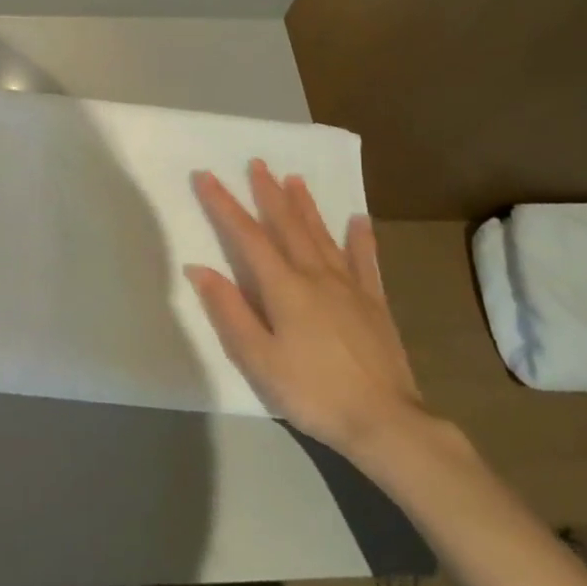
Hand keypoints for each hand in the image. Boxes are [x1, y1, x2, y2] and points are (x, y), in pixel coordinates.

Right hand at [186, 160, 430, 461]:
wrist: (386, 422)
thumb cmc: (312, 392)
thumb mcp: (258, 359)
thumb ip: (229, 311)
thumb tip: (200, 268)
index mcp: (284, 287)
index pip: (247, 236)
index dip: (224, 205)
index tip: (206, 176)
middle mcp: (316, 275)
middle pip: (287, 225)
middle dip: (268, 193)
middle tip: (257, 163)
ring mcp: (350, 287)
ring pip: (322, 235)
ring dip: (305, 206)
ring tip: (295, 178)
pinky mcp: (374, 303)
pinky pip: (365, 261)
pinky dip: (360, 238)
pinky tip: (359, 220)